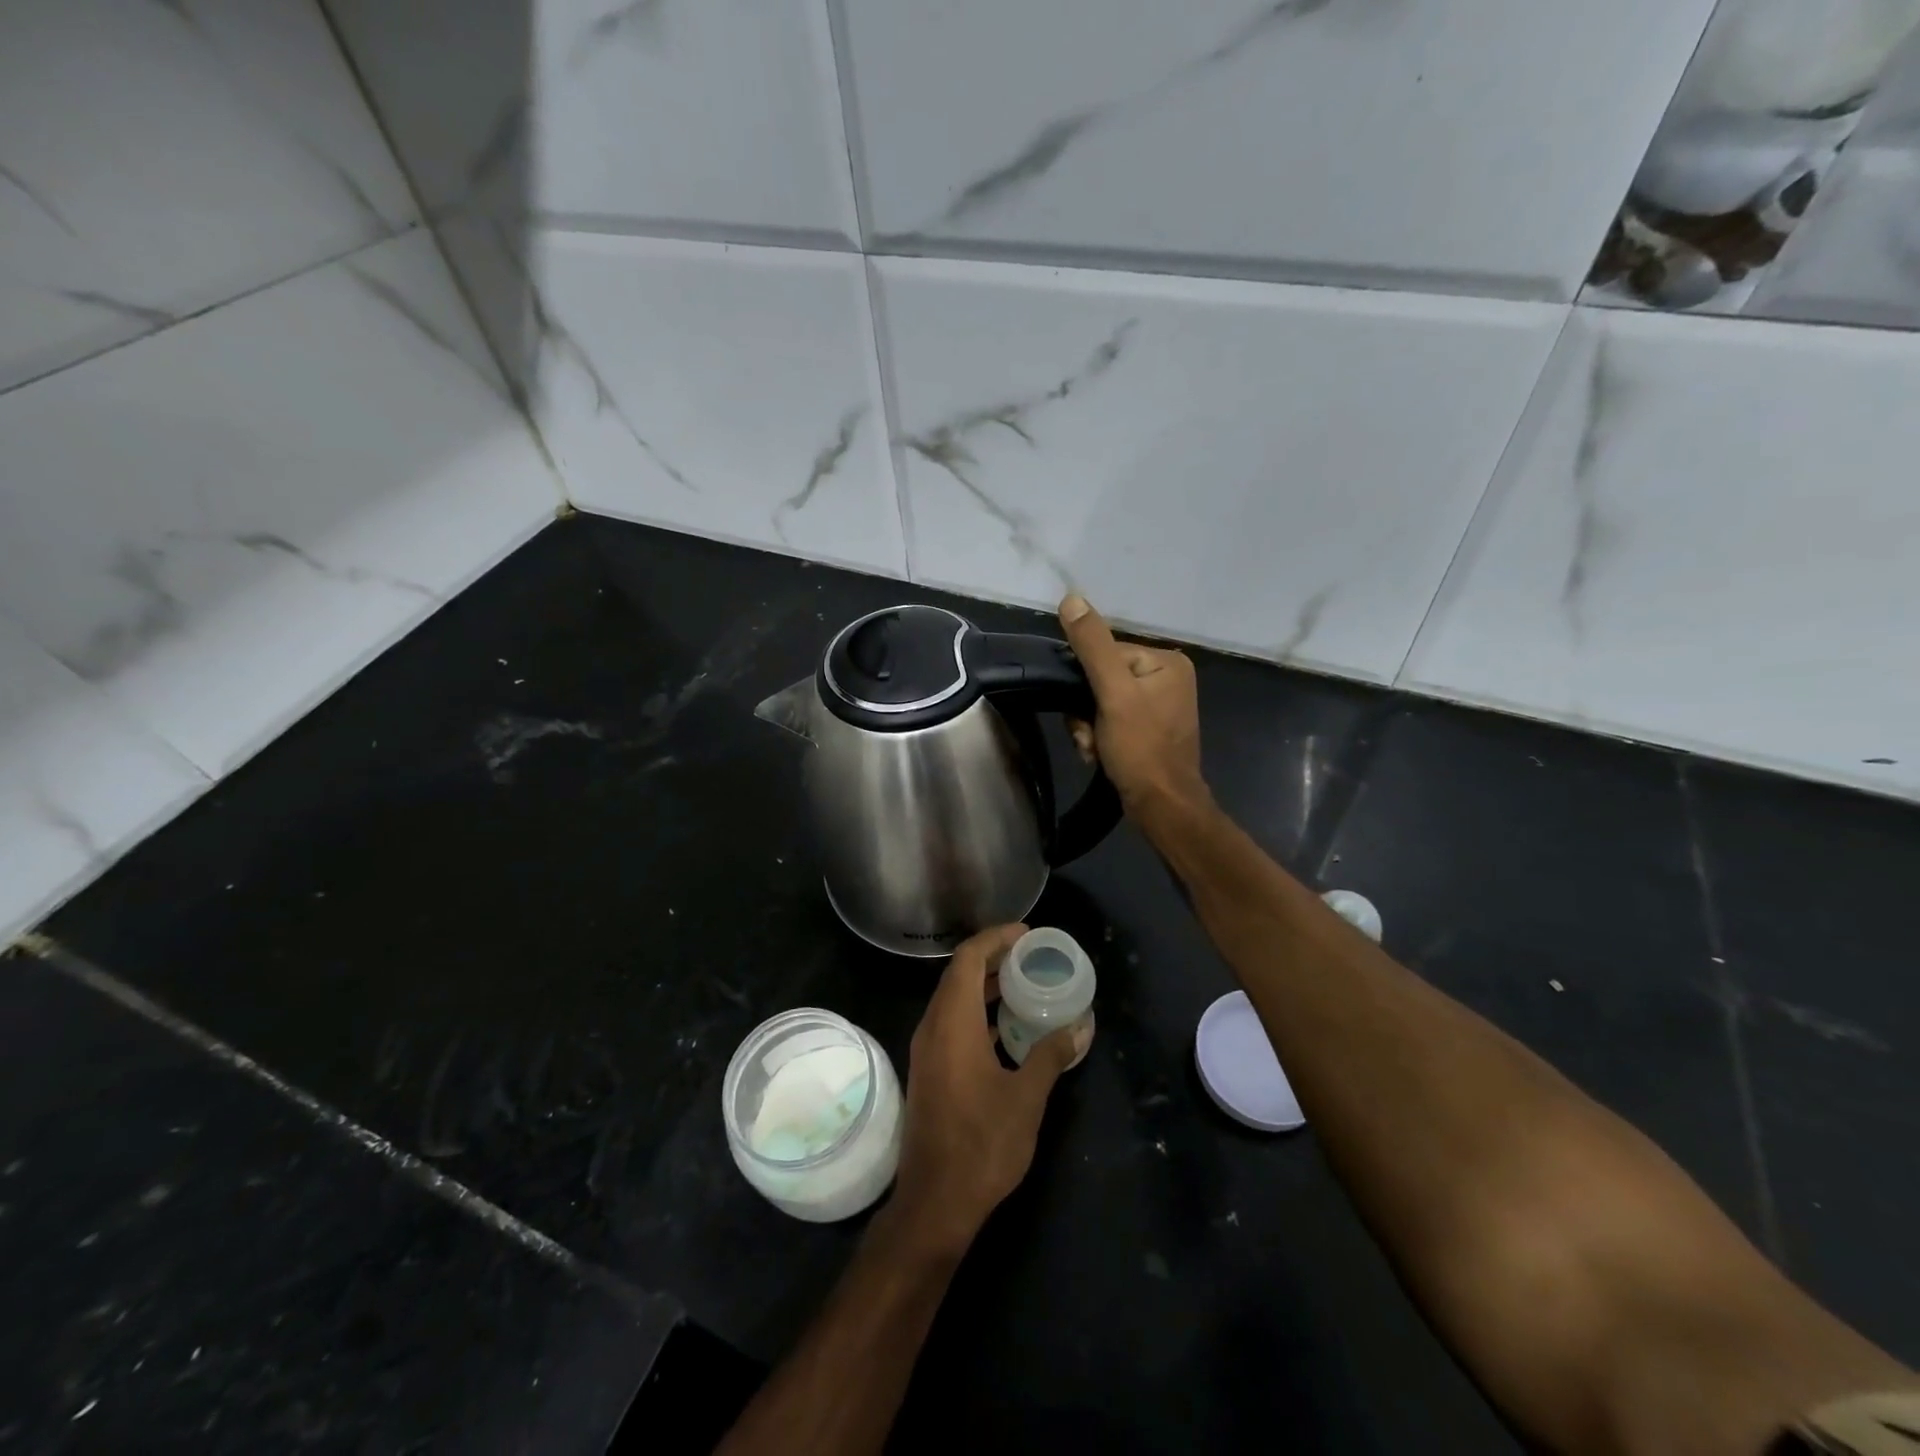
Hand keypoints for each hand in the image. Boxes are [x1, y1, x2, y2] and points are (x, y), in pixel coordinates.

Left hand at [889, 925, 1086, 1256]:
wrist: (934, 1203)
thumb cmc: (982, 1145)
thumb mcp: (1026, 1098)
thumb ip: (1050, 1056)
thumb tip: (1078, 1027)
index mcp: (952, 1023)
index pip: (967, 959)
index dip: (995, 938)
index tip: (1026, 934)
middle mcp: (932, 1028)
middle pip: (958, 975)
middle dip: (992, 958)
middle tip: (1031, 955)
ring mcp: (927, 1050)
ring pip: (953, 1000)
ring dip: (984, 986)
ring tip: (1023, 984)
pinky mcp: (929, 1071)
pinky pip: (952, 1023)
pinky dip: (977, 1013)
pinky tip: (1005, 1028)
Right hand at [1058, 594, 1208, 822]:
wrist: (1162, 807)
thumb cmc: (1141, 749)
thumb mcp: (1112, 693)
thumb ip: (1092, 646)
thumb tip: (1071, 599)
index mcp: (1166, 661)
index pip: (1105, 653)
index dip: (1084, 683)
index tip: (1082, 714)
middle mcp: (1167, 677)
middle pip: (1101, 678)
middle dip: (1085, 711)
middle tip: (1089, 737)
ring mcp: (1159, 704)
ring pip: (1101, 702)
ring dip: (1088, 726)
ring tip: (1094, 749)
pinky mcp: (1150, 728)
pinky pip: (1111, 719)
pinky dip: (1099, 736)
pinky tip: (1099, 754)